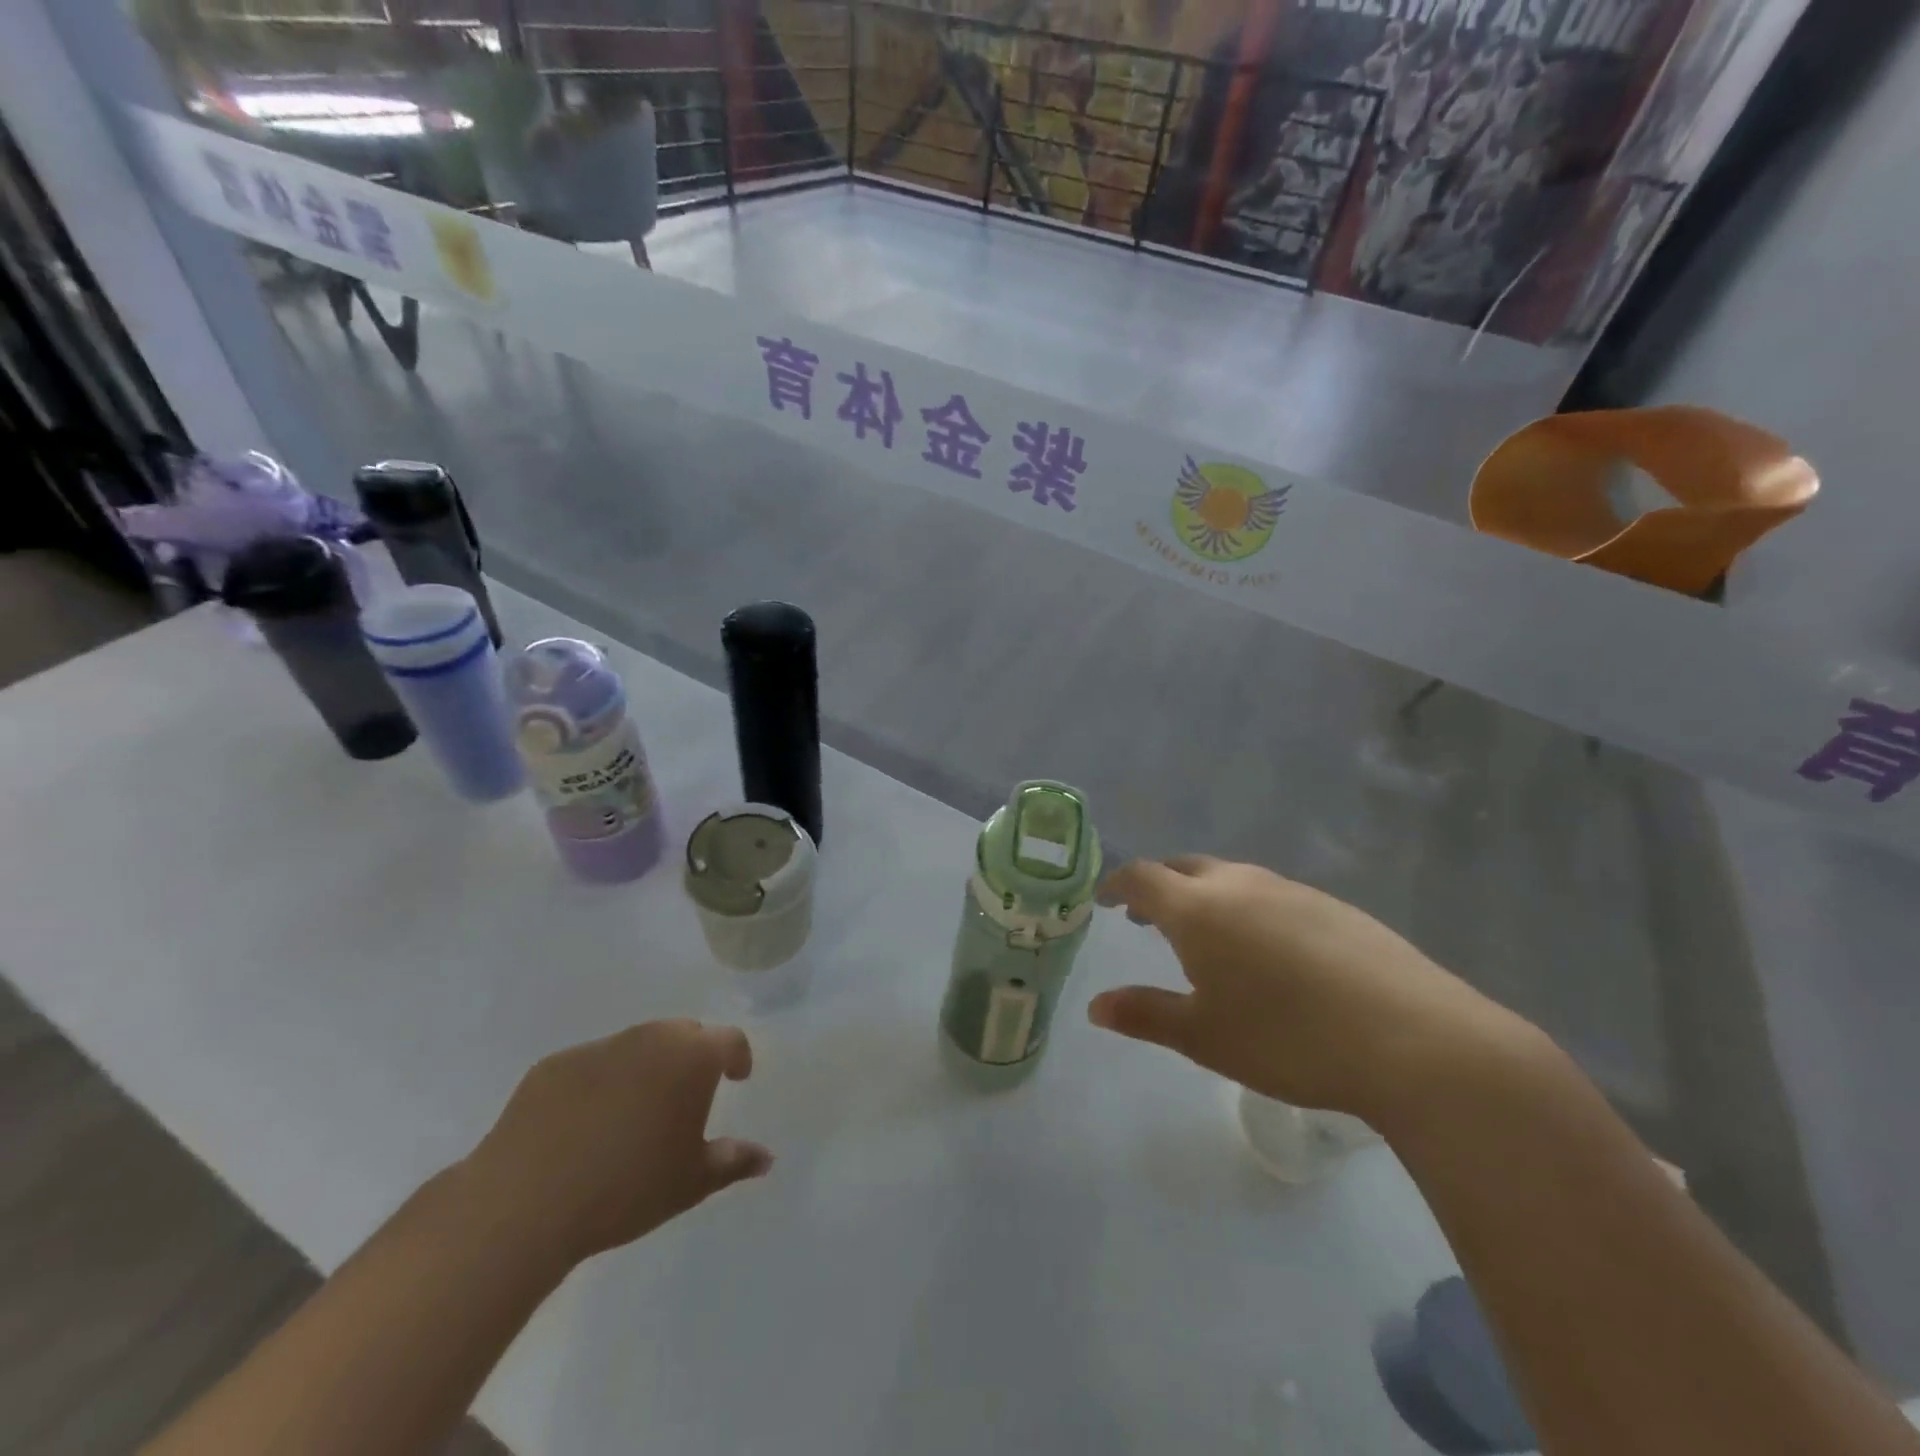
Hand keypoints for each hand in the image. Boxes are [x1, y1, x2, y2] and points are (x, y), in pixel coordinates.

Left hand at [461, 1020, 771, 1266]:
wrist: (525, 1202)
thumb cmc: (626, 1189)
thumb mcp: (691, 1182)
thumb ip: (733, 1161)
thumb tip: (766, 1156)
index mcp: (691, 1058)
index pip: (729, 1040)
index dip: (738, 1057)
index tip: (737, 1078)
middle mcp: (649, 1038)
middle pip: (683, 1034)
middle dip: (692, 1056)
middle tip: (687, 1095)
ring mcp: (599, 1047)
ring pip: (636, 1045)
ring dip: (646, 1067)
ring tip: (635, 1112)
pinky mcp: (554, 1065)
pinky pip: (592, 1065)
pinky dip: (600, 1083)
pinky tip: (585, 1125)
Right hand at [1088, 857, 1531, 1125]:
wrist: (1412, 1039)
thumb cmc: (1287, 1038)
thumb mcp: (1203, 1036)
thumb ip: (1145, 1014)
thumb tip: (1095, 1006)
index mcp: (1198, 908)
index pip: (1142, 877)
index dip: (1117, 884)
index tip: (1104, 899)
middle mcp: (1241, 884)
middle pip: (1185, 868)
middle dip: (1160, 886)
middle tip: (1148, 917)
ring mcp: (1292, 890)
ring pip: (1233, 878)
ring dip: (1206, 895)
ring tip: (1207, 935)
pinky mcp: (1335, 906)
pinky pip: (1273, 894)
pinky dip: (1250, 908)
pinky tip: (1270, 951)